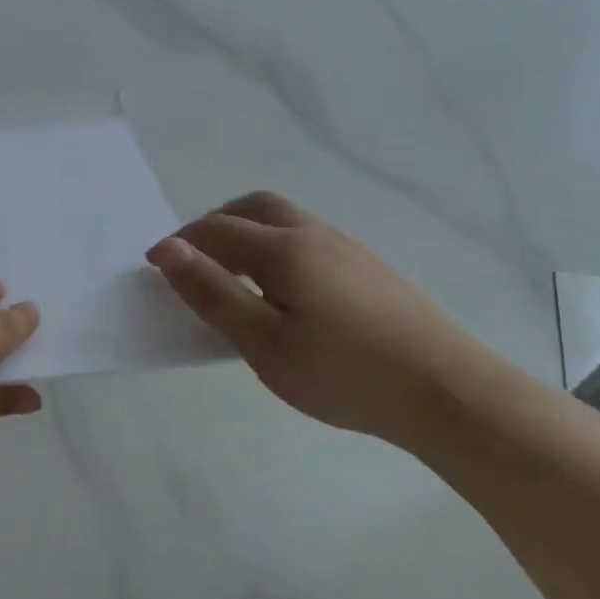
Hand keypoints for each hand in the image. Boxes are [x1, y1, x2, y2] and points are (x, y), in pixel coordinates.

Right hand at [147, 191, 499, 444]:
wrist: (446, 391)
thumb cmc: (344, 374)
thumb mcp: (264, 343)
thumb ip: (212, 293)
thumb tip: (167, 249)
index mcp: (283, 249)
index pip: (216, 230)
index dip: (179, 242)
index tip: (153, 266)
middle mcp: (314, 234)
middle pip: (253, 207)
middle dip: (214, 224)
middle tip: (193, 262)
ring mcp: (347, 247)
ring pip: (283, 219)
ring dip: (246, 233)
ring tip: (232, 277)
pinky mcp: (368, 267)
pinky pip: (306, 238)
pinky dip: (275, 246)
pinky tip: (282, 290)